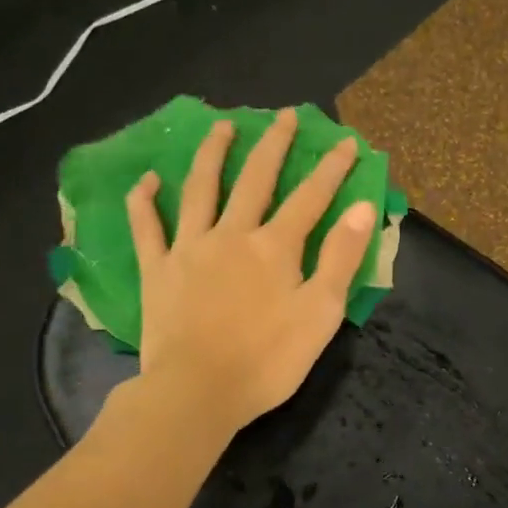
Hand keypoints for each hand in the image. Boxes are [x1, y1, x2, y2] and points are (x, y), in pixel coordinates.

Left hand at [127, 108, 377, 434]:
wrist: (197, 392)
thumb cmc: (267, 360)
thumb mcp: (321, 314)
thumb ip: (341, 258)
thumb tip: (362, 207)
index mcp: (275, 247)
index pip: (311, 197)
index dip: (332, 168)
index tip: (346, 141)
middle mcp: (232, 234)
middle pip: (255, 179)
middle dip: (274, 145)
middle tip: (285, 115)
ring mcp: (189, 249)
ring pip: (201, 189)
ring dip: (213, 154)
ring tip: (221, 126)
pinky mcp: (157, 270)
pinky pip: (147, 227)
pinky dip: (145, 201)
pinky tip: (148, 179)